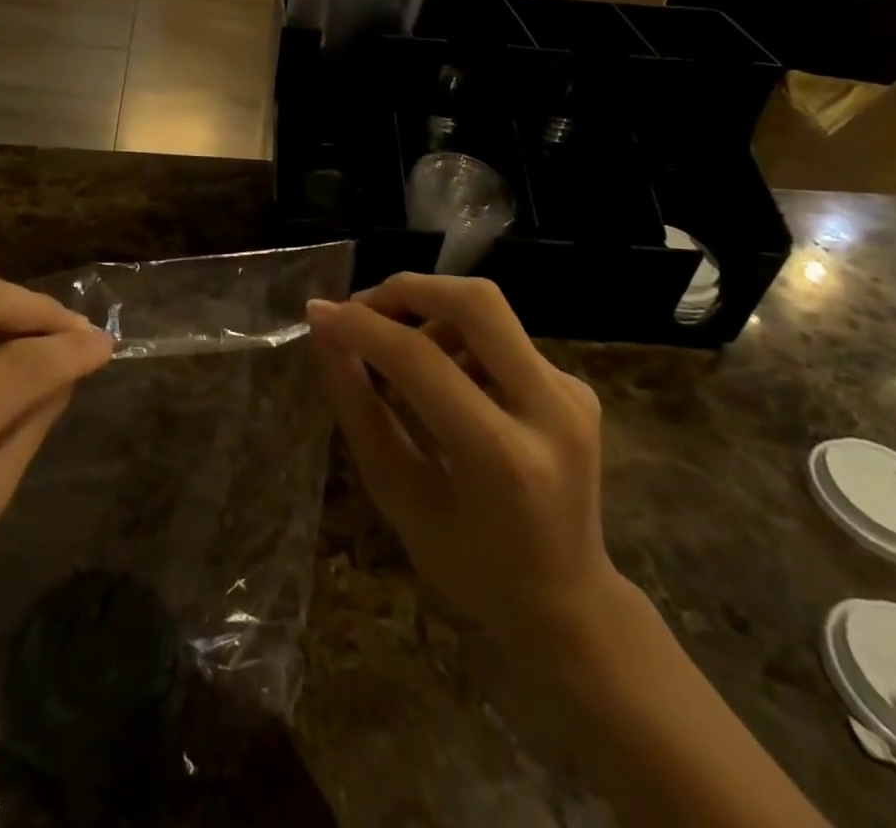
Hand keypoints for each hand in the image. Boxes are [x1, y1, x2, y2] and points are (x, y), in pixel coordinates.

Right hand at [305, 274, 619, 651]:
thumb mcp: (399, 496)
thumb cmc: (470, 566)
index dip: (362, 328)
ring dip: (430, 314)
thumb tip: (325, 334)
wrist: (570, 604)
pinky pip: (502, 337)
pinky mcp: (576, 385)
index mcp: (504, 459)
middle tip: (362, 309)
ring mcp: (572, 394)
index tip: (320, 315)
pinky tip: (442, 381)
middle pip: (477, 303)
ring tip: (398, 358)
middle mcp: (552, 412)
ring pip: (488, 312)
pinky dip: (457, 339)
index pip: (421, 361)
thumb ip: (359, 409)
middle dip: (408, 289)